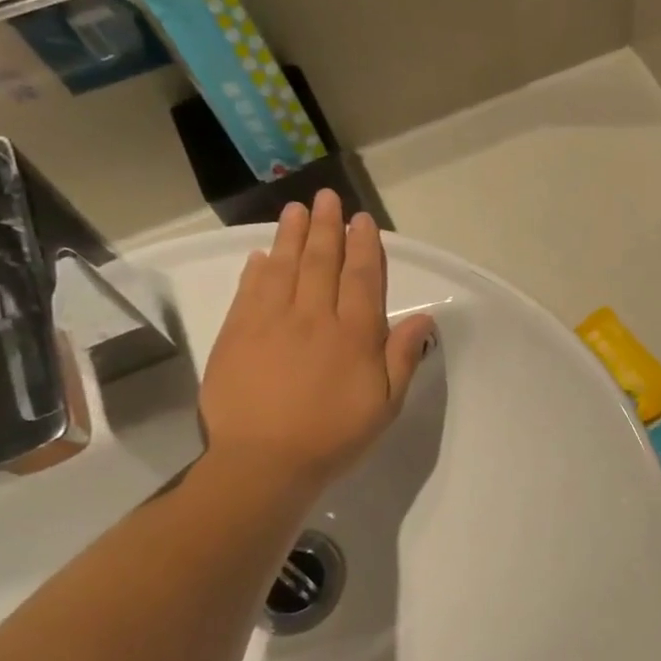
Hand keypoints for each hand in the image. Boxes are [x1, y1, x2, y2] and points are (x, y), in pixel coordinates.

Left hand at [200, 192, 435, 494]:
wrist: (263, 462)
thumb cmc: (333, 435)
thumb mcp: (385, 404)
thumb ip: (402, 358)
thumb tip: (423, 318)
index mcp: (354, 334)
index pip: (361, 278)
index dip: (364, 246)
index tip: (363, 220)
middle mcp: (314, 317)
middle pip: (322, 262)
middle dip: (328, 227)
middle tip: (328, 198)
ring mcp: (271, 322)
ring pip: (284, 267)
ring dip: (292, 236)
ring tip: (297, 209)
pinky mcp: (237, 335)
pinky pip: (250, 291)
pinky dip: (258, 269)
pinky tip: (262, 254)